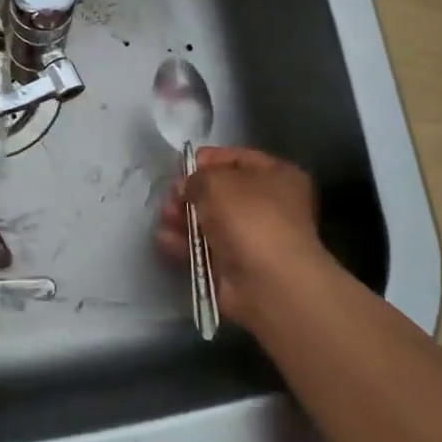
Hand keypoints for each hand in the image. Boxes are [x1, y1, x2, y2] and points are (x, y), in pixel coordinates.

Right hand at [154, 146, 327, 325]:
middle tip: (169, 197)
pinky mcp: (236, 266)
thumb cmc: (249, 218)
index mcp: (278, 176)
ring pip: (210, 221)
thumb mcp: (216, 182)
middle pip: (221, 192)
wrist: (268, 283)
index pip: (237, 158)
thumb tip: (187, 187)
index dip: (207, 159)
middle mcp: (270, 205)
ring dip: (183, 218)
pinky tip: (164, 240)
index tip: (180, 166)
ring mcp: (253, 238)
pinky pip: (205, 248)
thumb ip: (196, 178)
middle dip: (191, 193)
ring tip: (163, 218)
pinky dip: (185, 243)